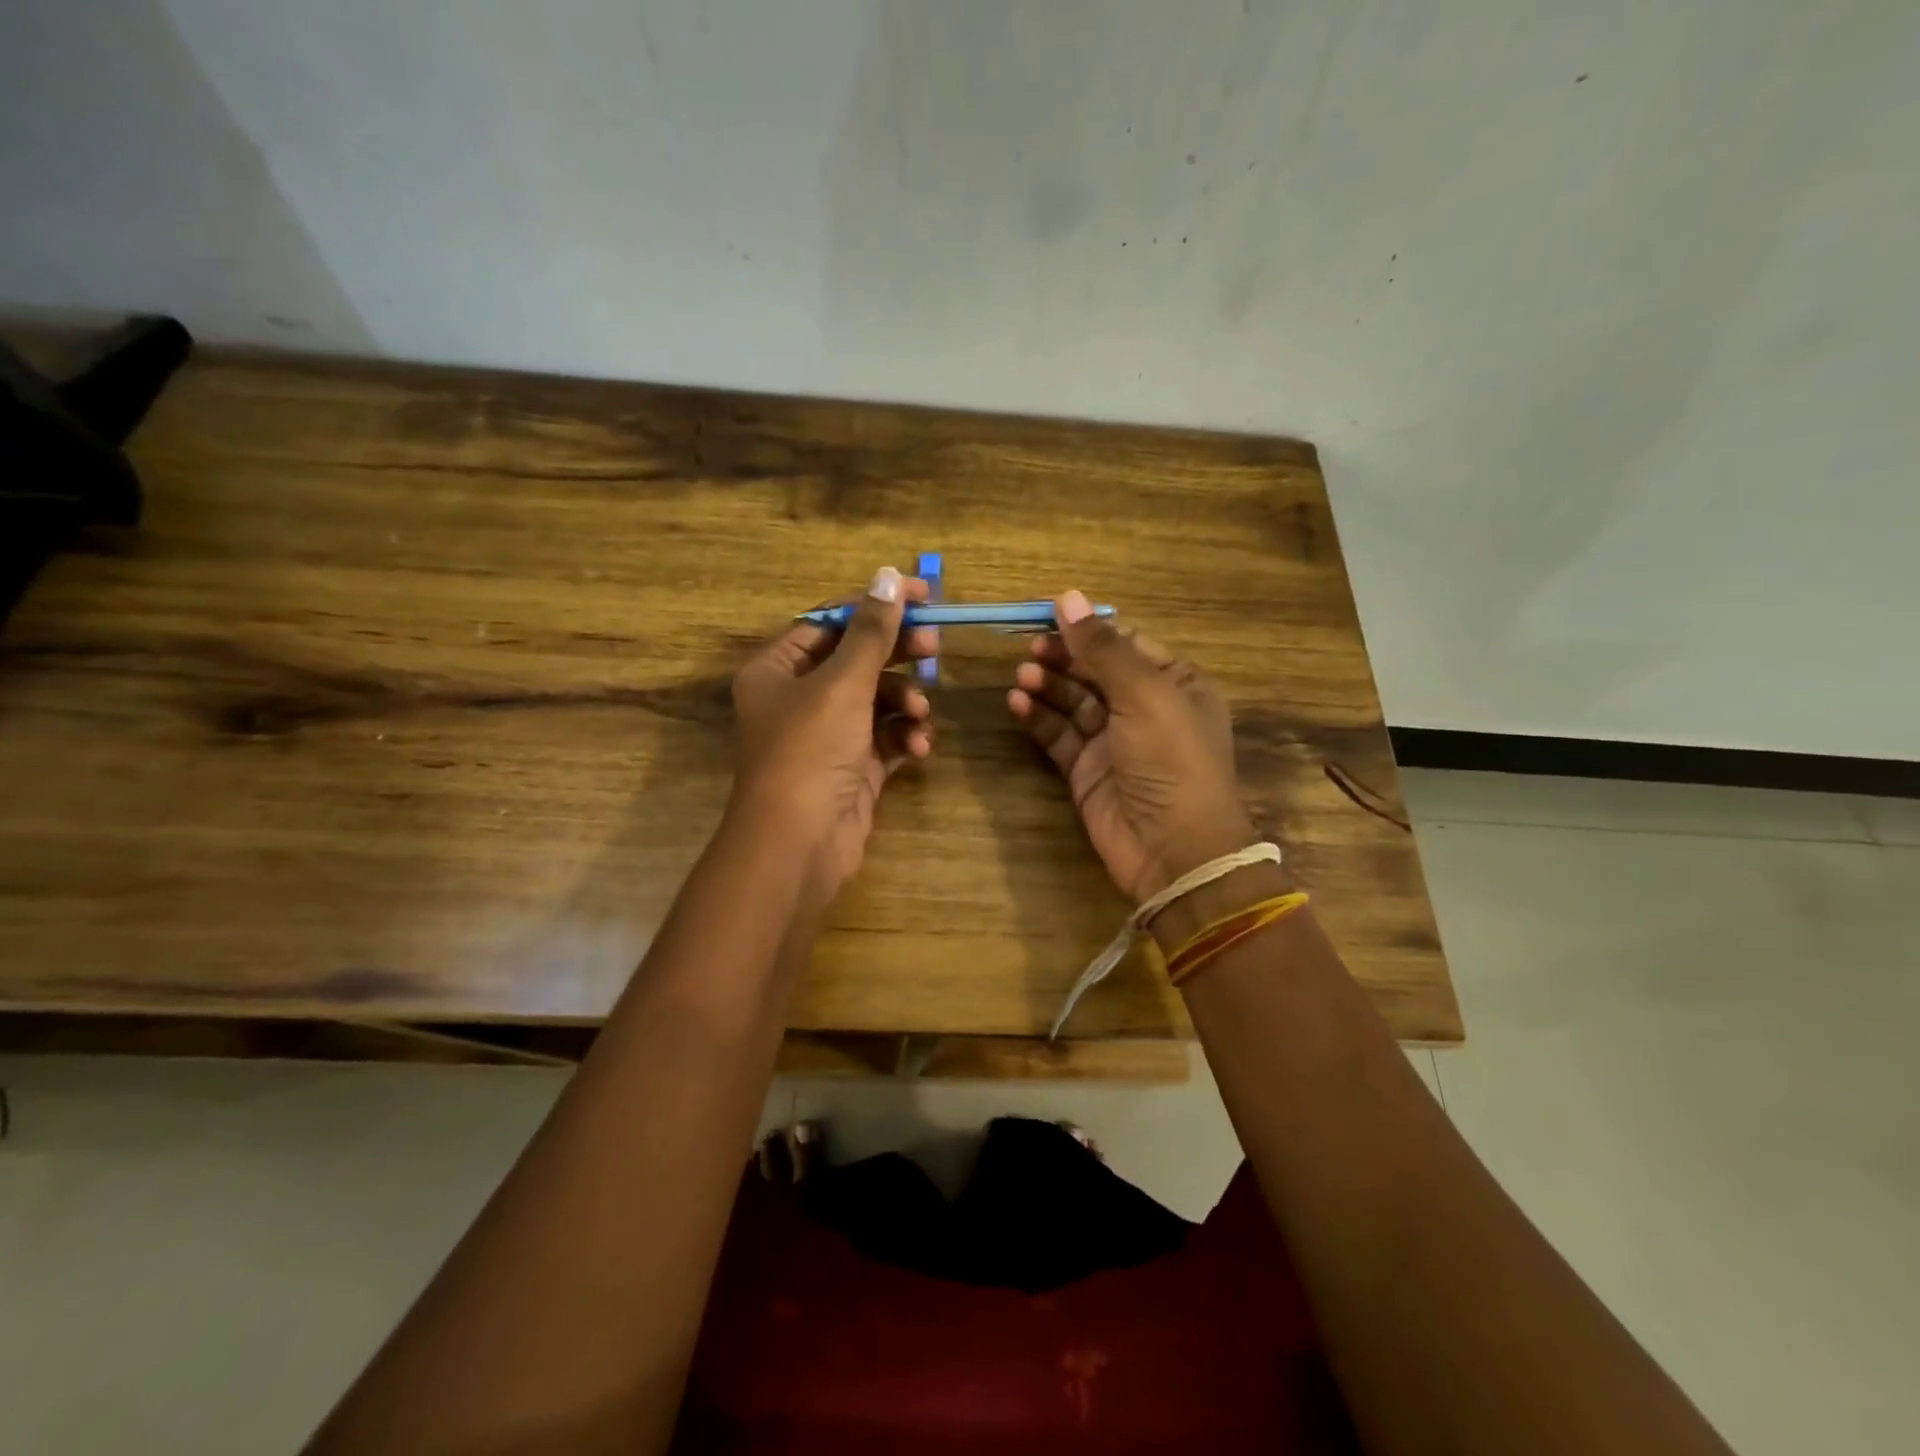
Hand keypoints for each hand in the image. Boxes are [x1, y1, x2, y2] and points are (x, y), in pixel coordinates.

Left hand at [730, 566, 936, 903]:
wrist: (800, 845)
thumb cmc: (810, 751)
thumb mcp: (842, 683)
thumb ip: (871, 631)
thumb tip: (889, 575)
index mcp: (777, 670)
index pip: (830, 622)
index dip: (876, 605)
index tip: (923, 594)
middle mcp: (798, 699)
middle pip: (857, 660)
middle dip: (897, 655)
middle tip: (934, 646)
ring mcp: (827, 736)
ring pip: (877, 700)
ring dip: (904, 702)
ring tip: (920, 713)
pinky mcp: (853, 767)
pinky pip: (886, 737)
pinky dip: (904, 736)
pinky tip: (919, 746)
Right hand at [1007, 590, 1255, 905]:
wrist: (1174, 849)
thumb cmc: (1171, 760)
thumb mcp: (1144, 695)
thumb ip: (1103, 648)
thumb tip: (1068, 596)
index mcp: (1174, 683)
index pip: (1125, 643)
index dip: (1087, 630)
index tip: (1048, 616)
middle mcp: (1144, 708)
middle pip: (1095, 670)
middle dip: (1063, 657)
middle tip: (1031, 649)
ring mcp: (1113, 741)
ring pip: (1073, 701)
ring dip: (1047, 685)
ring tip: (1022, 676)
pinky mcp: (1086, 770)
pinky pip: (1059, 735)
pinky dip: (1039, 718)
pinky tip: (1017, 703)